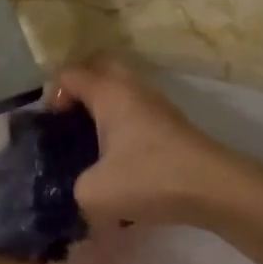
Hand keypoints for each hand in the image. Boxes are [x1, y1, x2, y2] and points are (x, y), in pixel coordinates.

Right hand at [51, 57, 262, 232]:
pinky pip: (135, 111)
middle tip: (67, 125)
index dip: (50, 96)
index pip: (68, 74)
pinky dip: (120, 124)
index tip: (49, 130)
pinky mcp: (170, 124)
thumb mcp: (92, 193)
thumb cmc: (149, 178)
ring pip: (119, 91)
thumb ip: (71, 188)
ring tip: (88, 145)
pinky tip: (116, 159)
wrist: (213, 187)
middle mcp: (131, 87)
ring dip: (101, 109)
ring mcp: (155, 103)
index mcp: (109, 92)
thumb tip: (78, 190)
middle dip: (78, 92)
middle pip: (98, 71)